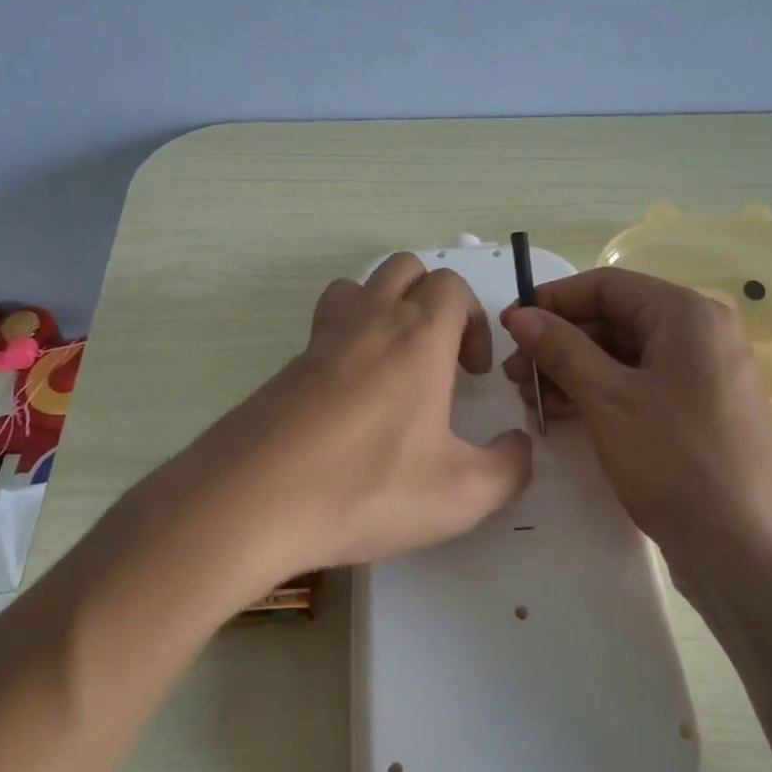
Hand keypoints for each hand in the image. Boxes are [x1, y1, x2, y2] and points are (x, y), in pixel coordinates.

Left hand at [139, 253, 533, 597]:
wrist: (252, 502)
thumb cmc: (366, 489)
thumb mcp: (461, 495)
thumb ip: (509, 467)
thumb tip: (520, 447)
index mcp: (418, 338)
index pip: (452, 286)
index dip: (475, 320)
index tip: (472, 373)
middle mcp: (369, 322)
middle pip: (405, 269)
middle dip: (434, 301)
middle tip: (439, 360)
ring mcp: (320, 340)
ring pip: (358, 287)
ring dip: (385, 308)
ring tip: (394, 365)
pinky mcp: (286, 366)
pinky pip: (325, 327)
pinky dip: (348, 341)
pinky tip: (350, 400)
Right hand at [501, 268, 771, 595]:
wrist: (749, 552)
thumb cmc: (676, 461)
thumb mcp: (609, 399)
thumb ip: (561, 349)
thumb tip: (521, 314)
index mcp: (687, 315)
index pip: (607, 285)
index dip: (553, 300)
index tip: (510, 325)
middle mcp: (700, 335)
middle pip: (615, 319)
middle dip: (560, 342)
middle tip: (515, 374)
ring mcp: (702, 377)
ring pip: (624, 356)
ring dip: (573, 372)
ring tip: (532, 400)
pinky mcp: (698, 414)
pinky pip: (640, 387)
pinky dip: (600, 395)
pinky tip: (564, 415)